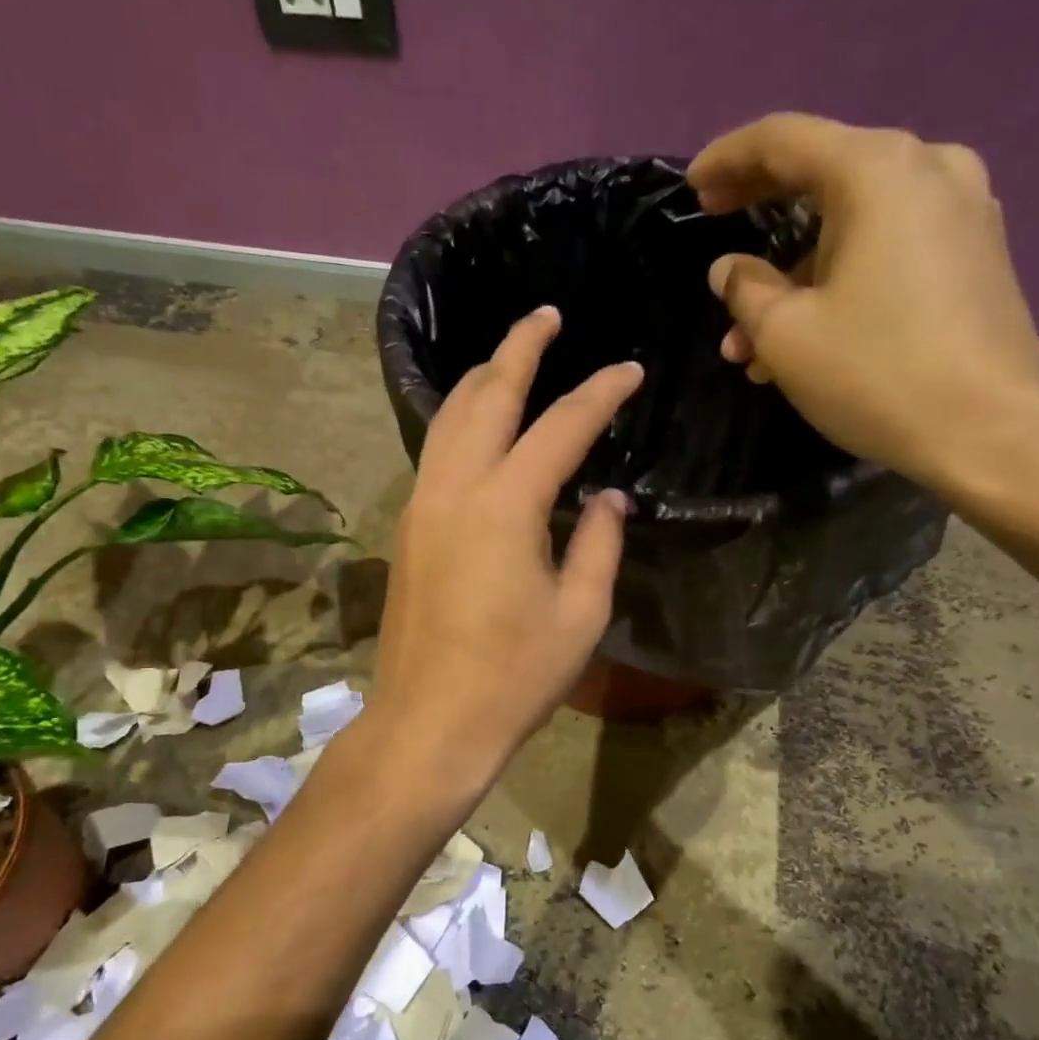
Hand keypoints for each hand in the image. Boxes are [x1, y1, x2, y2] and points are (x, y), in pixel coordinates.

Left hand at [371, 307, 642, 782]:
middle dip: (519, 348)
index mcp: (505, 505)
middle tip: (547, 317)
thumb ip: (600, 544)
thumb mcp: (580, 614)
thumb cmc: (514, 677)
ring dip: (482, 380)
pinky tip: (480, 427)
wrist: (430, 722)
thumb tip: (609, 500)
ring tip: (510, 358)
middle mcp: (455, 489)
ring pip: (448, 418)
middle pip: (486, 395)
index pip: (561, 426)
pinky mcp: (408, 529)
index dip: (600, 393)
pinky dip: (460, 422)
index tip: (630, 371)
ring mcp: (422, 506)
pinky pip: (435, 452)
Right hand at [688, 113, 1038, 497]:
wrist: (990, 431)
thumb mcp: (786, 335)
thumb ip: (746, 290)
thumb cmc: (876, 374)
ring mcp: (961, 210)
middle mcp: (927, 169)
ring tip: (747, 343)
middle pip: (823, 172)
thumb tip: (729, 269)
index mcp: (876, 171)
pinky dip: (839, 282)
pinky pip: (888, 249)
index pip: (784, 139)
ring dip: (794, 275)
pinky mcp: (974, 254)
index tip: (691, 187)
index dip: (728, 159)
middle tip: (714, 228)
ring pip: (853, 225)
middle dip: (760, 212)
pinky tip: (805, 338)